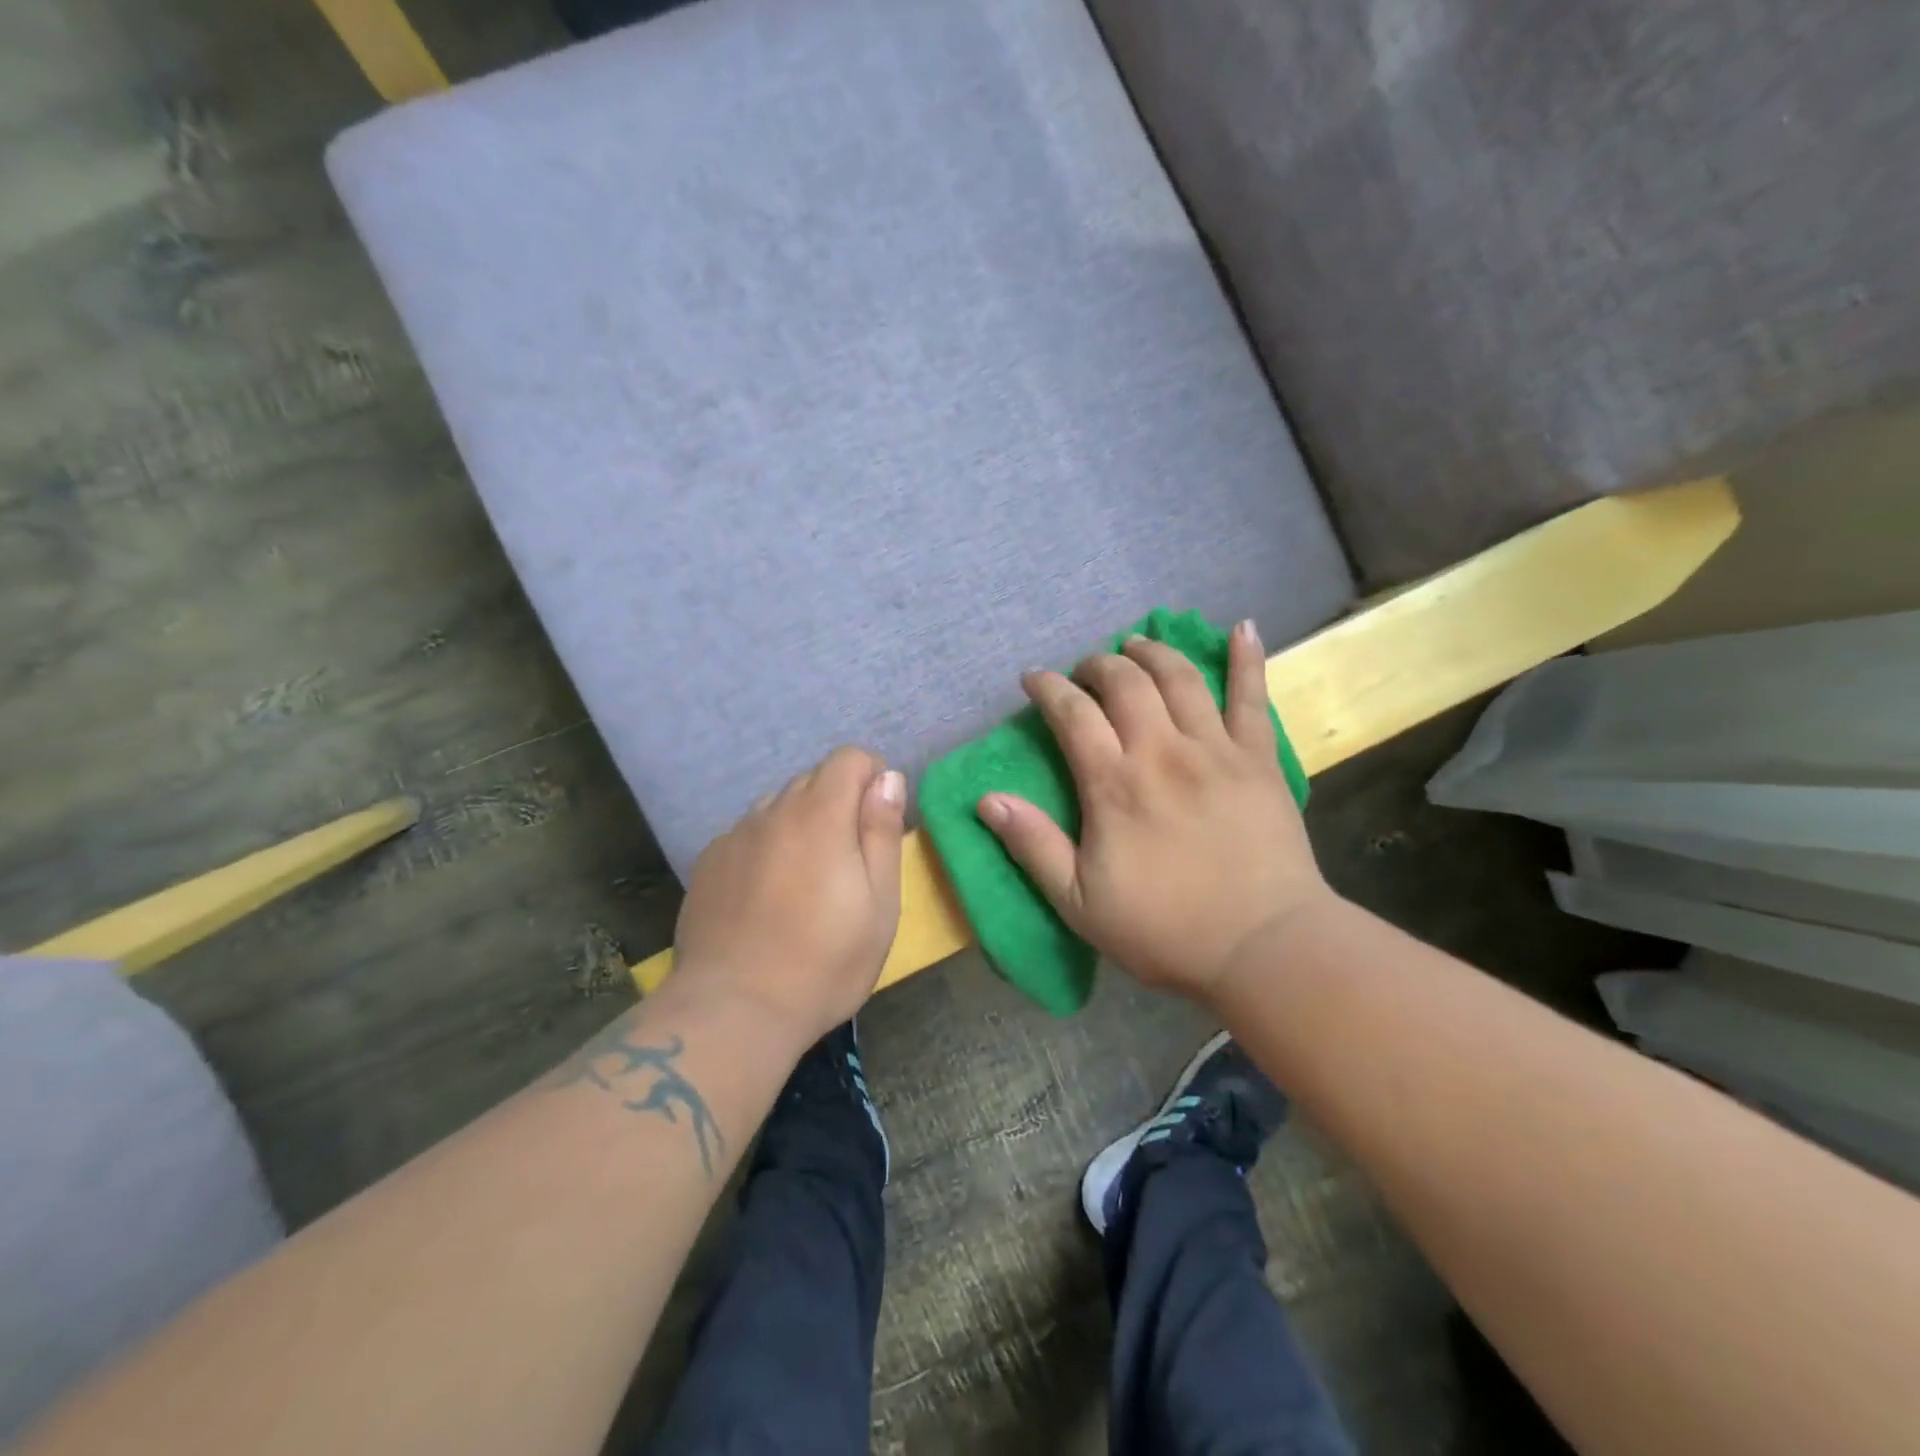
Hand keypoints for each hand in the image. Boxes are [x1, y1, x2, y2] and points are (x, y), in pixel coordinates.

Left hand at [674, 746, 906, 1046]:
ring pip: (777, 807)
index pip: (848, 758)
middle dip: (837, 803)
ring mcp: (734, 837)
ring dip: (799, 825)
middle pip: (812, 779)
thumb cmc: (824, 961)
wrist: (734, 1010)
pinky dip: (765, 848)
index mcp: (820, 815)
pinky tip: (765, 898)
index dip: (871, 779)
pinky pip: (747, 835)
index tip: (877, 824)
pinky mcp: (707, 864)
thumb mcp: (880, 903)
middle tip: (846, 862)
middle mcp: (772, 812)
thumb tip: (888, 778)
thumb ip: (882, 831)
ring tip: (804, 882)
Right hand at [977, 620, 1333, 1003]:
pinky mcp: (1259, 759)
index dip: (1048, 688)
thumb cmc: (1165, 930)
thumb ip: (1033, 845)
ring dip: (1152, 652)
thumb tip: (986, 799)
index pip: (1072, 714)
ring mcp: (1216, 749)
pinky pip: (1253, 697)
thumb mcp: (1078, 902)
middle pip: (1125, 683)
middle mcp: (1162, 751)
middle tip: (1085, 672)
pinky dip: (1247, 658)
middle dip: (1097, 665)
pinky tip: (1242, 628)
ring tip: (1136, 645)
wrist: (1263, 948)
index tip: (1034, 680)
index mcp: (1114, 783)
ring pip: (1180, 677)